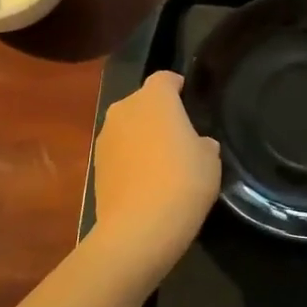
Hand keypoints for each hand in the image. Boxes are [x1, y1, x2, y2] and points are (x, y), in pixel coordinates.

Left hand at [89, 71, 220, 277]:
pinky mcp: (95, 165)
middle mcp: (124, 109)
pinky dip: (130, 160)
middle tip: (179, 137)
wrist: (138, 228)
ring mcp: (105, 137)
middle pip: (143, 102)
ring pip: (128, 128)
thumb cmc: (182, 182)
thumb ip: (203, 143)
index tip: (188, 100)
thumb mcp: (210, 160)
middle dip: (158, 114)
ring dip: (141, 138)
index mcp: (154, 98)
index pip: (165, 79)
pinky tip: (145, 183)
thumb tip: (196, 144)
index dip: (177, 86)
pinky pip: (119, 153)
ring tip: (161, 164)